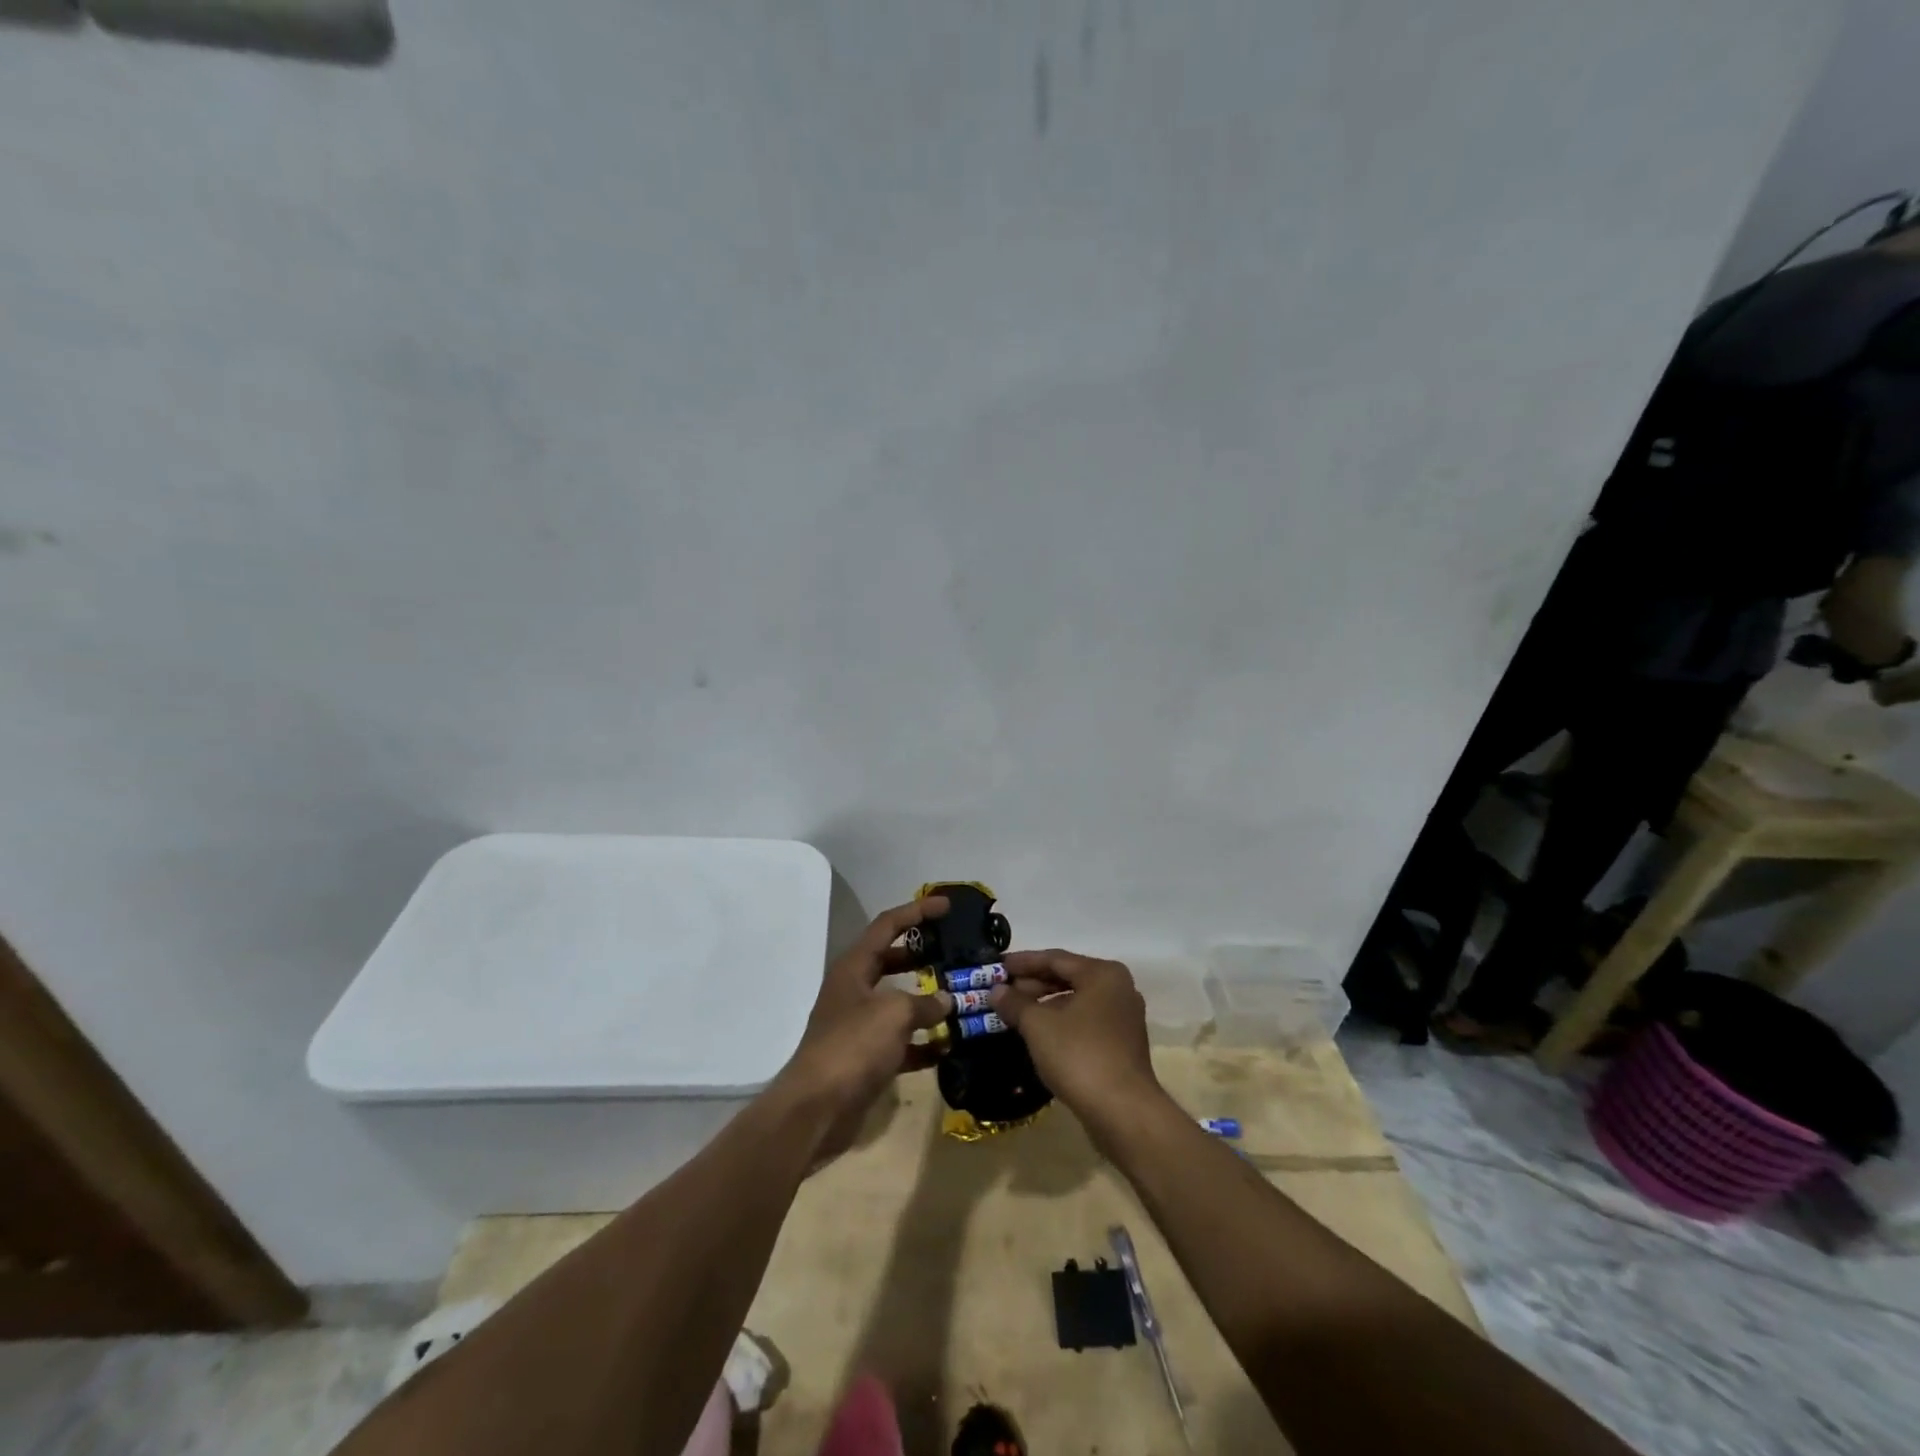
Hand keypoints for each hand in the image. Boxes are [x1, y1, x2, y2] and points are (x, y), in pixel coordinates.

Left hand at [776, 898, 953, 1149]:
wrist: (817, 1109)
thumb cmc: (853, 1046)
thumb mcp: (894, 1014)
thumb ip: (925, 1003)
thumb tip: (946, 1001)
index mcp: (854, 967)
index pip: (888, 925)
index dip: (917, 911)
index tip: (947, 906)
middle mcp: (855, 990)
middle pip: (892, 961)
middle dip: (924, 954)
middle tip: (957, 951)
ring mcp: (859, 1025)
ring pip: (900, 1002)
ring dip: (929, 1001)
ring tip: (963, 997)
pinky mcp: (866, 1058)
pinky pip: (902, 1041)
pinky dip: (924, 1042)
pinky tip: (951, 1046)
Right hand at [988, 950, 1163, 1128]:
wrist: (1123, 1112)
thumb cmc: (1079, 1055)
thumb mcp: (1038, 1025)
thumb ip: (1015, 1003)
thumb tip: (997, 991)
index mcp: (1102, 974)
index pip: (1055, 959)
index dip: (1023, 962)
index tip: (997, 967)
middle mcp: (1118, 989)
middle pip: (1068, 978)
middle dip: (1033, 984)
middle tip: (1002, 991)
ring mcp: (1123, 1018)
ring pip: (1076, 1001)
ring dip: (1044, 1005)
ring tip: (1014, 1013)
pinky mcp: (1122, 1045)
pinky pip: (1084, 1022)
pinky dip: (1060, 1022)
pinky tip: (1038, 1034)